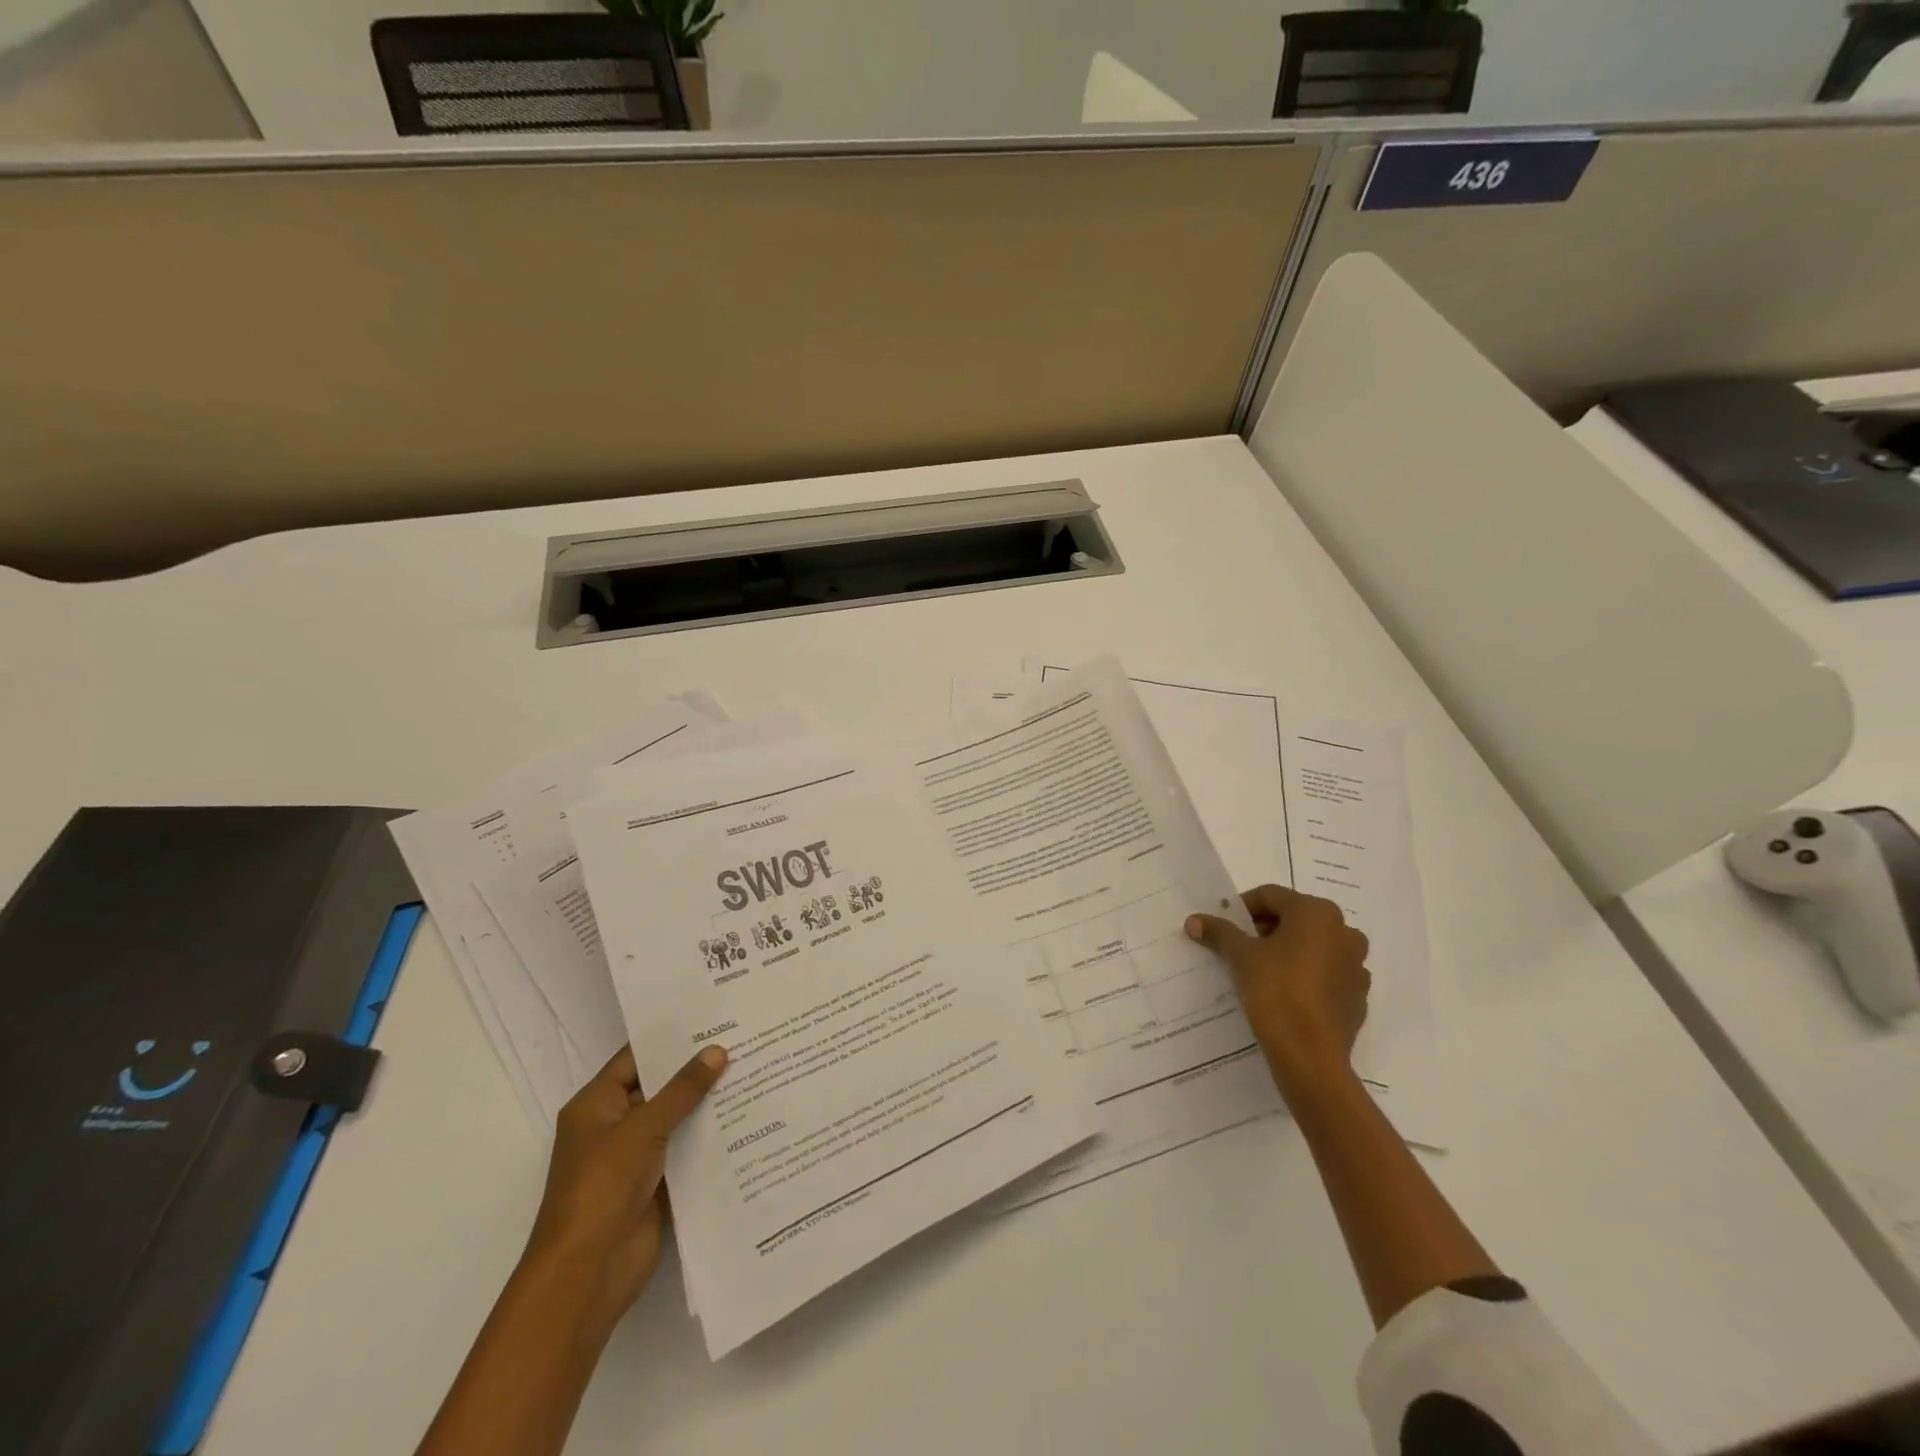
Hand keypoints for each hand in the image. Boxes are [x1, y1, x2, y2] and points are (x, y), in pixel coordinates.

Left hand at [521, 1043, 726, 1332]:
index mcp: (596, 1106)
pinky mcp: (654, 1186)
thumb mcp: (643, 1129)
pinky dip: (709, 1140)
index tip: (712, 1019)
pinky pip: (685, 1153)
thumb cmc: (602, 1188)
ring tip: (753, 1073)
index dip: (670, 1039)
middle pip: (659, 1088)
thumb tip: (717, 1050)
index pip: (636, 1059)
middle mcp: (613, 1127)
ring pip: (676, 1121)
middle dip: (696, 1070)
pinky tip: (747, 1121)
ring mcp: (634, 1158)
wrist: (585, 1274)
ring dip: (707, 1105)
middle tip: (743, 1041)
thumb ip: (682, 1090)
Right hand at [1186, 885, 1369, 1097]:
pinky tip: (1285, 994)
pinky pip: (1327, 974)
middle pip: (1295, 918)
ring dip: (1288, 951)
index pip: (1271, 896)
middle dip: (1266, 929)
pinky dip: (1306, 975)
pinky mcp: (1358, 996)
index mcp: (1317, 913)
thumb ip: (1219, 932)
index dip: (1243, 908)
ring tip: (1261, 970)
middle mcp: (1344, 931)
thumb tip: (1194, 920)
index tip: (1224, 926)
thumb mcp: (1240, 957)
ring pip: (1314, 946)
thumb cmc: (1276, 991)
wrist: (1310, 1056)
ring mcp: (1356, 966)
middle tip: (1240, 947)